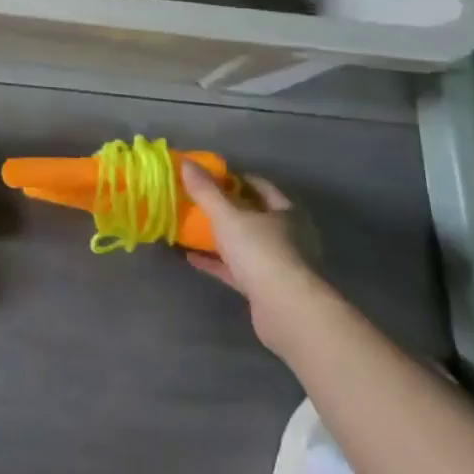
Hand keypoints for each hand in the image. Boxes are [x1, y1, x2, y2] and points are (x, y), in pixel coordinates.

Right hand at [181, 164, 309, 345]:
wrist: (287, 311)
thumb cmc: (262, 252)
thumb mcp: (228, 215)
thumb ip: (206, 191)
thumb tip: (186, 162)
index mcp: (286, 212)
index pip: (259, 186)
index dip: (234, 178)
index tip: (208, 176)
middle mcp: (288, 236)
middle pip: (253, 215)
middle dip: (225, 208)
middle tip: (196, 201)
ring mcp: (278, 264)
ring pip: (244, 244)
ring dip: (220, 237)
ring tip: (190, 228)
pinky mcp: (266, 289)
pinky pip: (236, 269)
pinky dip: (216, 262)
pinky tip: (191, 258)